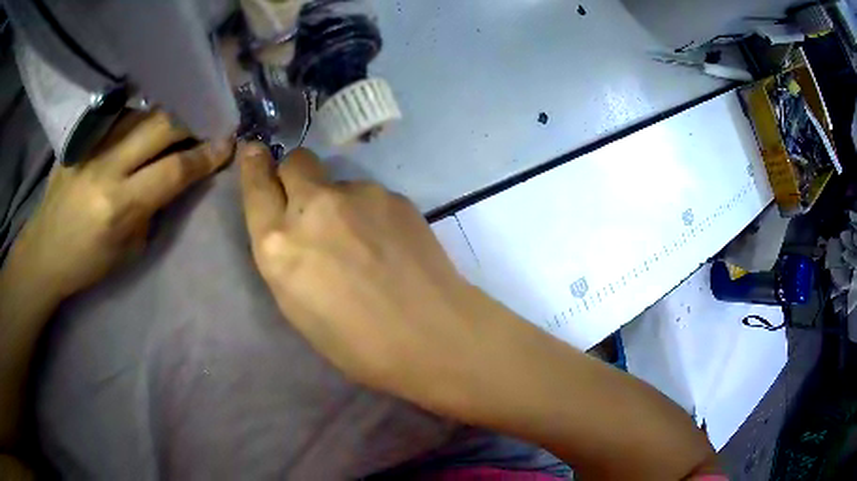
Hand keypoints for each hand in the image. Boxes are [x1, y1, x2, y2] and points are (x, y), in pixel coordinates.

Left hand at [5, 111, 232, 300]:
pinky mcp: (82, 138)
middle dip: (191, 123)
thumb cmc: (87, 263)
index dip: (205, 156)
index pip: (174, 170)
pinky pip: (120, 116)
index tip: (226, 144)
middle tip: (206, 125)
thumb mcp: (128, 251)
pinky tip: (145, 123)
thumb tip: (174, 178)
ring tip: (178, 123)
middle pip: (161, 126)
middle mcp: (107, 167)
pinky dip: (139, 116)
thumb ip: (152, 210)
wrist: (44, 250)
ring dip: (166, 116)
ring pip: (142, 113)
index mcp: (120, 206)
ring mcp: (92, 146)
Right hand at [238, 142, 487, 406]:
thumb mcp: (297, 306)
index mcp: (279, 244)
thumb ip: (285, 255)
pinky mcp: (394, 195)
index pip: (256, 187)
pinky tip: (390, 243)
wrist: (431, 335)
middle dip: (296, 174)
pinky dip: (371, 213)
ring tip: (365, 243)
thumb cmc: (356, 343)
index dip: (254, 166)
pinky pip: (370, 196)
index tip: (254, 152)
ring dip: (340, 203)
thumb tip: (290, 226)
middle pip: (296, 161)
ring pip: (337, 182)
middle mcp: (313, 208)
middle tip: (310, 202)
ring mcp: (358, 195)